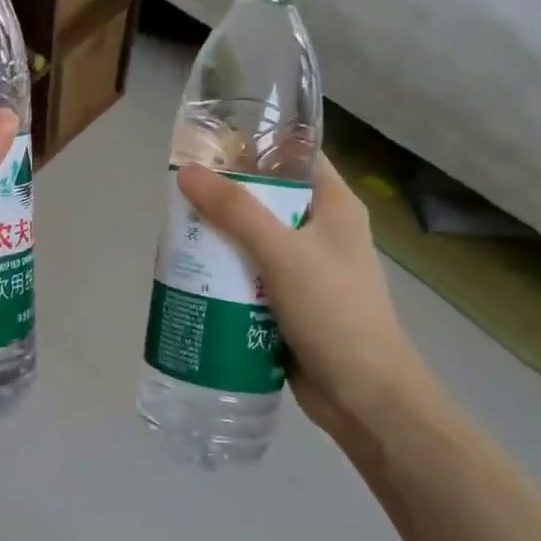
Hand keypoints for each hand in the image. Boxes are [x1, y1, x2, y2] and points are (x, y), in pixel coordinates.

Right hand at [177, 155, 431, 441]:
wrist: (364, 396)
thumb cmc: (334, 312)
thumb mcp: (282, 253)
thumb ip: (235, 211)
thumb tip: (188, 173)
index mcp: (334, 206)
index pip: (295, 156)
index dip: (256, 145)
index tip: (209, 145)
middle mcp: (321, 231)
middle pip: (266, 199)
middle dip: (224, 197)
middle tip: (180, 195)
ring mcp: (306, 269)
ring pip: (254, 240)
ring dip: (219, 239)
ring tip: (176, 233)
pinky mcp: (289, 302)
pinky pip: (250, 276)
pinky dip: (224, 274)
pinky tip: (192, 275)